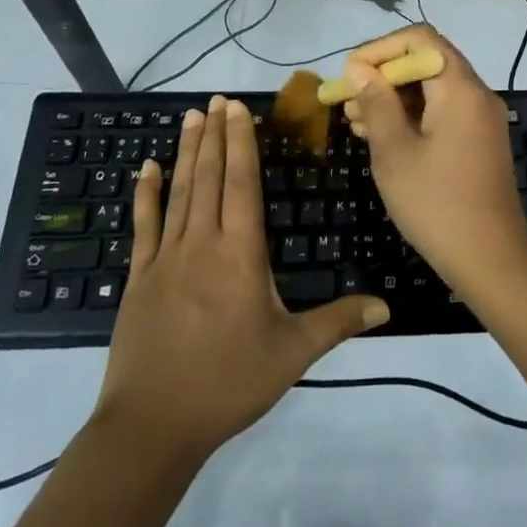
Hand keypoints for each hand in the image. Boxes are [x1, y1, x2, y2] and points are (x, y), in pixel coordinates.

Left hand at [97, 97, 389, 457]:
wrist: (153, 427)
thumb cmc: (229, 383)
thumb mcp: (292, 353)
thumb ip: (338, 322)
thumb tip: (386, 306)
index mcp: (241, 253)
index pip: (242, 182)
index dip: (241, 142)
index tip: (237, 108)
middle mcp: (203, 242)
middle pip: (211, 176)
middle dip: (216, 135)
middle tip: (216, 99)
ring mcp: (166, 257)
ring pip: (180, 191)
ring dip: (187, 152)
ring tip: (191, 117)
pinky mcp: (139, 276)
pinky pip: (144, 224)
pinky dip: (145, 193)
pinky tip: (146, 167)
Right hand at [342, 28, 526, 294]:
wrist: (491, 260)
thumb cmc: (436, 203)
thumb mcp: (394, 151)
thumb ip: (377, 103)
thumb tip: (360, 68)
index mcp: (459, 88)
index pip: (419, 39)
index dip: (380, 49)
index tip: (350, 73)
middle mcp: (476, 94)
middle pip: (426, 62)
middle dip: (384, 76)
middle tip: (347, 100)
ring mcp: (480, 118)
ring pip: (432, 89)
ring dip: (394, 99)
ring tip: (355, 122)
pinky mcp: (479, 140)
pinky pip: (442, 112)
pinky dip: (412, 117)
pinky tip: (381, 138)